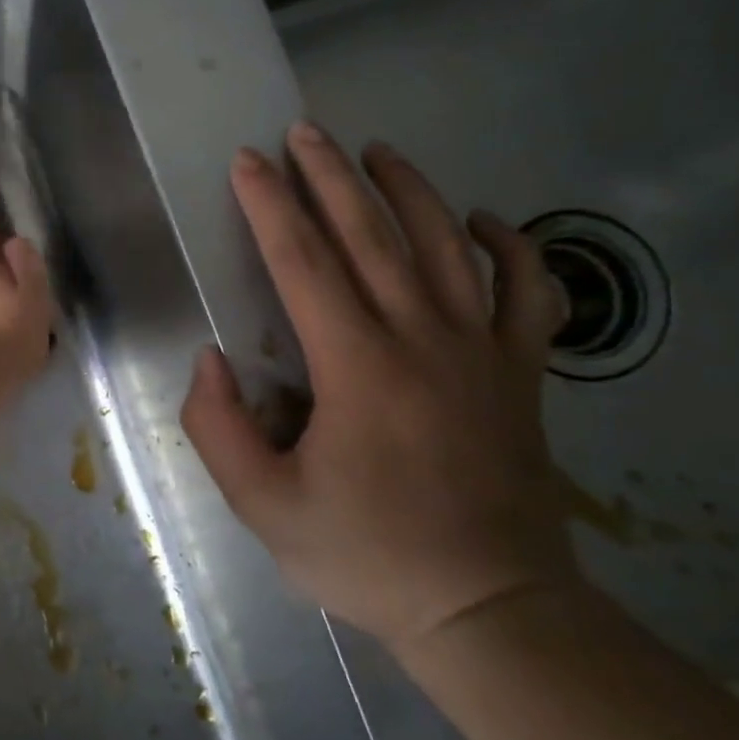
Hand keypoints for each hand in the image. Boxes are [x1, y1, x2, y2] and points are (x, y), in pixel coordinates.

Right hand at [181, 123, 579, 653]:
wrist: (490, 608)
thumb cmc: (365, 555)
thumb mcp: (262, 505)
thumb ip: (218, 427)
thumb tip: (211, 359)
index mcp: (357, 368)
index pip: (304, 263)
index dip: (270, 207)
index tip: (248, 162)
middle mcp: (423, 341)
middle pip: (372, 236)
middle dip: (330, 177)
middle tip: (303, 131)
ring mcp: (482, 353)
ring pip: (447, 247)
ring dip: (409, 190)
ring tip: (377, 150)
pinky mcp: (521, 374)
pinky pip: (527, 293)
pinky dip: (510, 247)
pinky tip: (482, 220)